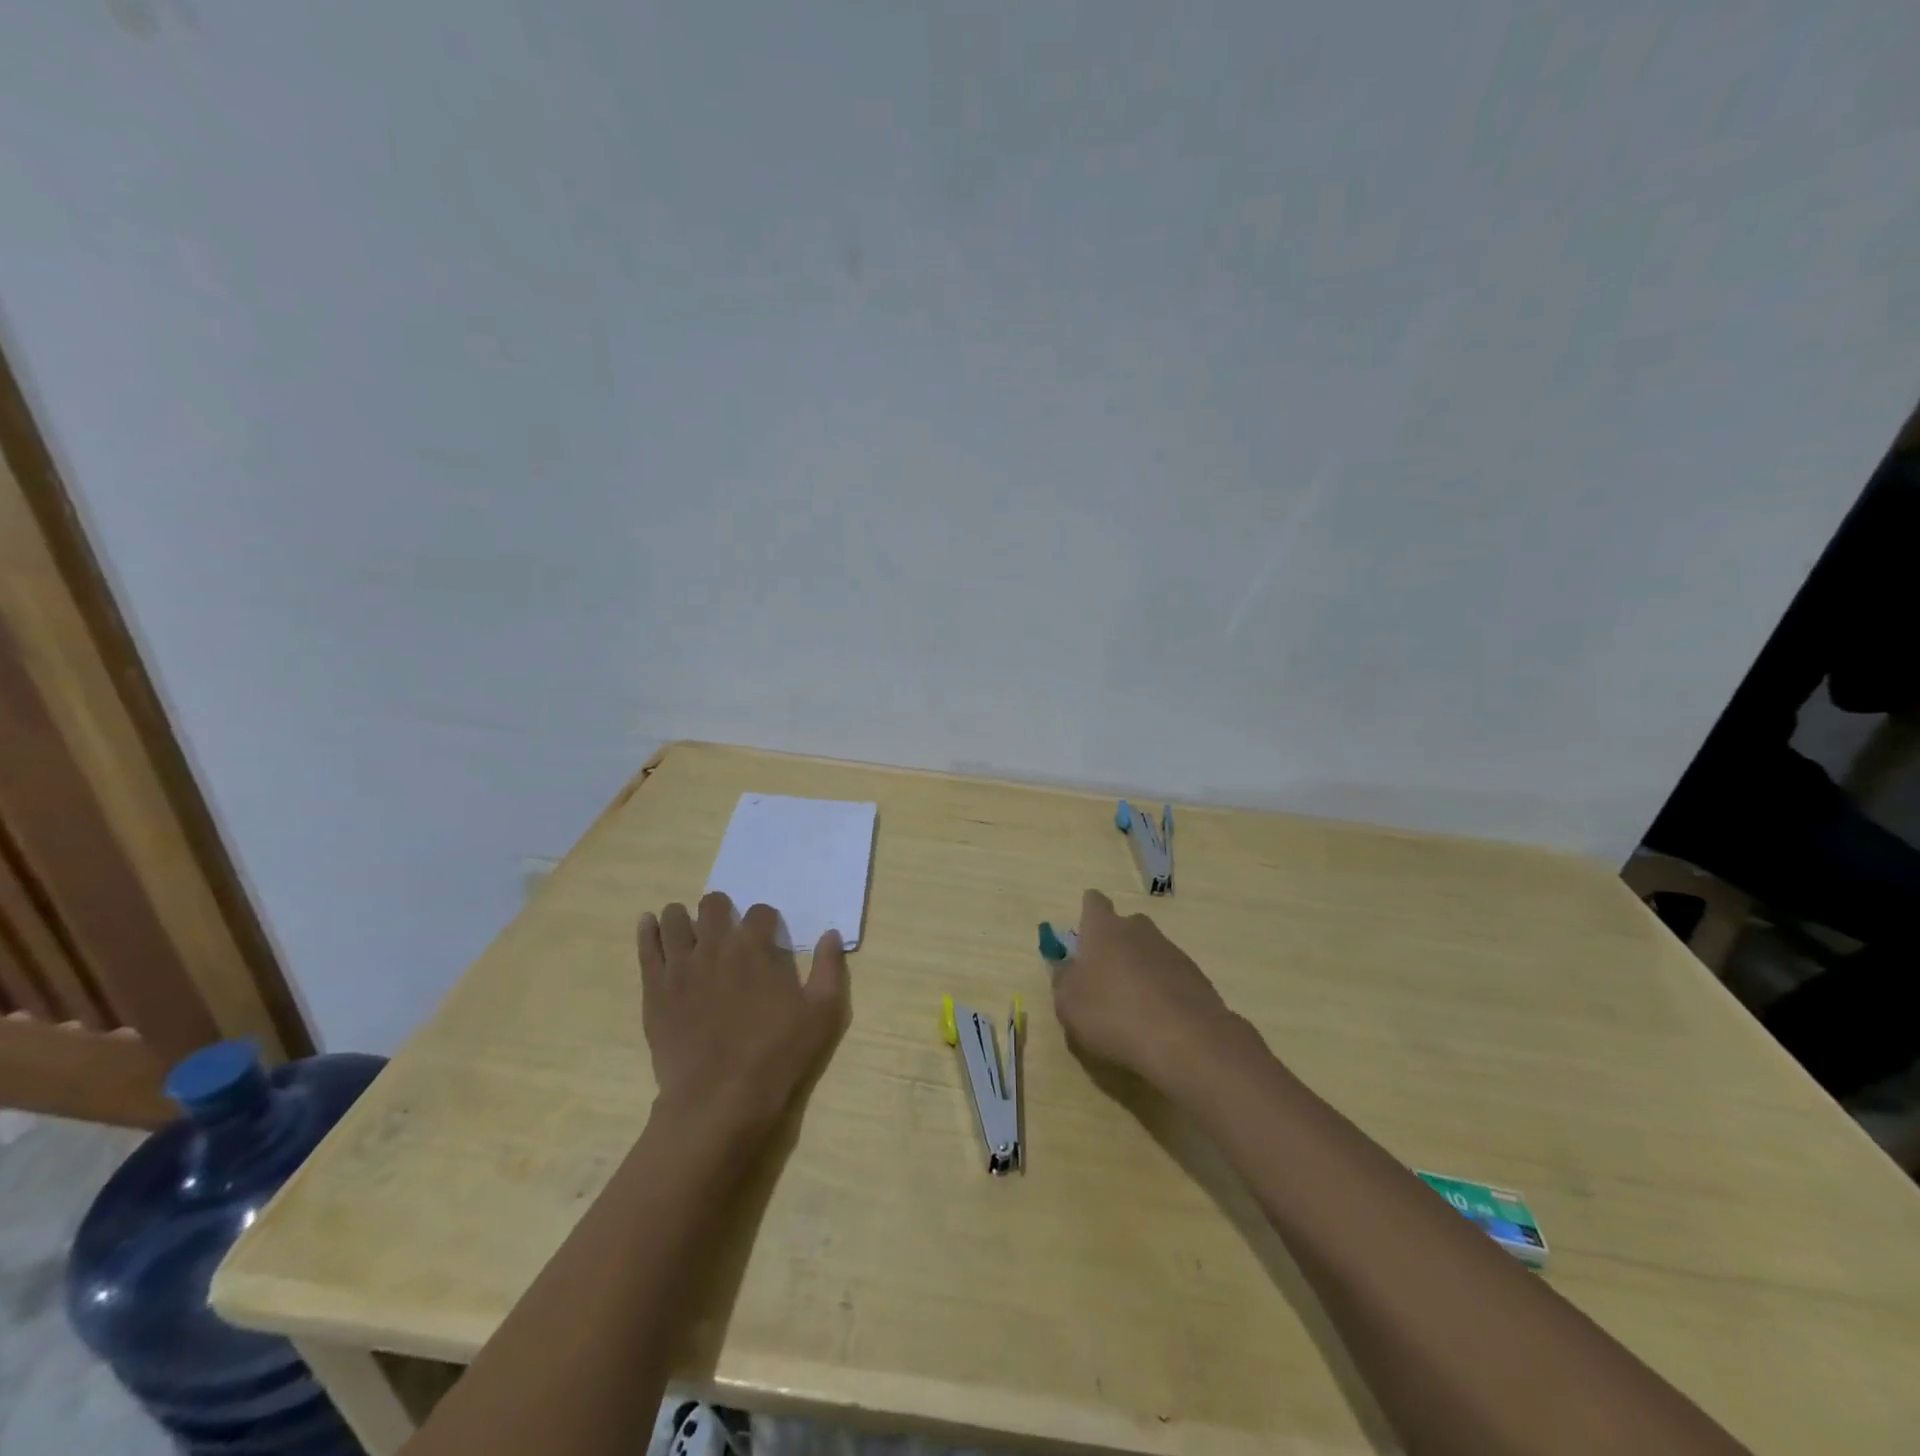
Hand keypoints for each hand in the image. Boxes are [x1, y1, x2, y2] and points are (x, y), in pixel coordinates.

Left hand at [637, 892, 848, 1135]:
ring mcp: (680, 966)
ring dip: (684, 917)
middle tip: (726, 926)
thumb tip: (831, 935)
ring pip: (675, 919)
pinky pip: (647, 947)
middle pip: (713, 905)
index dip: (766, 920)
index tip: (767, 935)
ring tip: (689, 928)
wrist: (719, 1098)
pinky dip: (649, 931)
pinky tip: (650, 924)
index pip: (760, 912)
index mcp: (756, 947)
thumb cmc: (777, 1054)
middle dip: (722, 910)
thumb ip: (829, 968)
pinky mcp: (655, 989)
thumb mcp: (822, 1013)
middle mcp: (716, 946)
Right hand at [1050, 889, 1250, 1097]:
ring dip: (1140, 969)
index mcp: (1104, 929)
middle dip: (1115, 944)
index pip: (1094, 902)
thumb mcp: (1069, 1004)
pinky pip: (1171, 975)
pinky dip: (1162, 990)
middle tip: (1105, 977)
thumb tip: (1066, 968)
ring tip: (1132, 1006)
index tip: (1084, 933)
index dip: (1088, 912)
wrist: (1185, 1041)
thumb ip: (1063, 980)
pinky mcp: (1196, 976)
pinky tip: (1157, 1020)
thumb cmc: (1113, 1015)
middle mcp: (1139, 930)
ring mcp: (1171, 951)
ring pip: (1149, 951)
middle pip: (1125, 926)